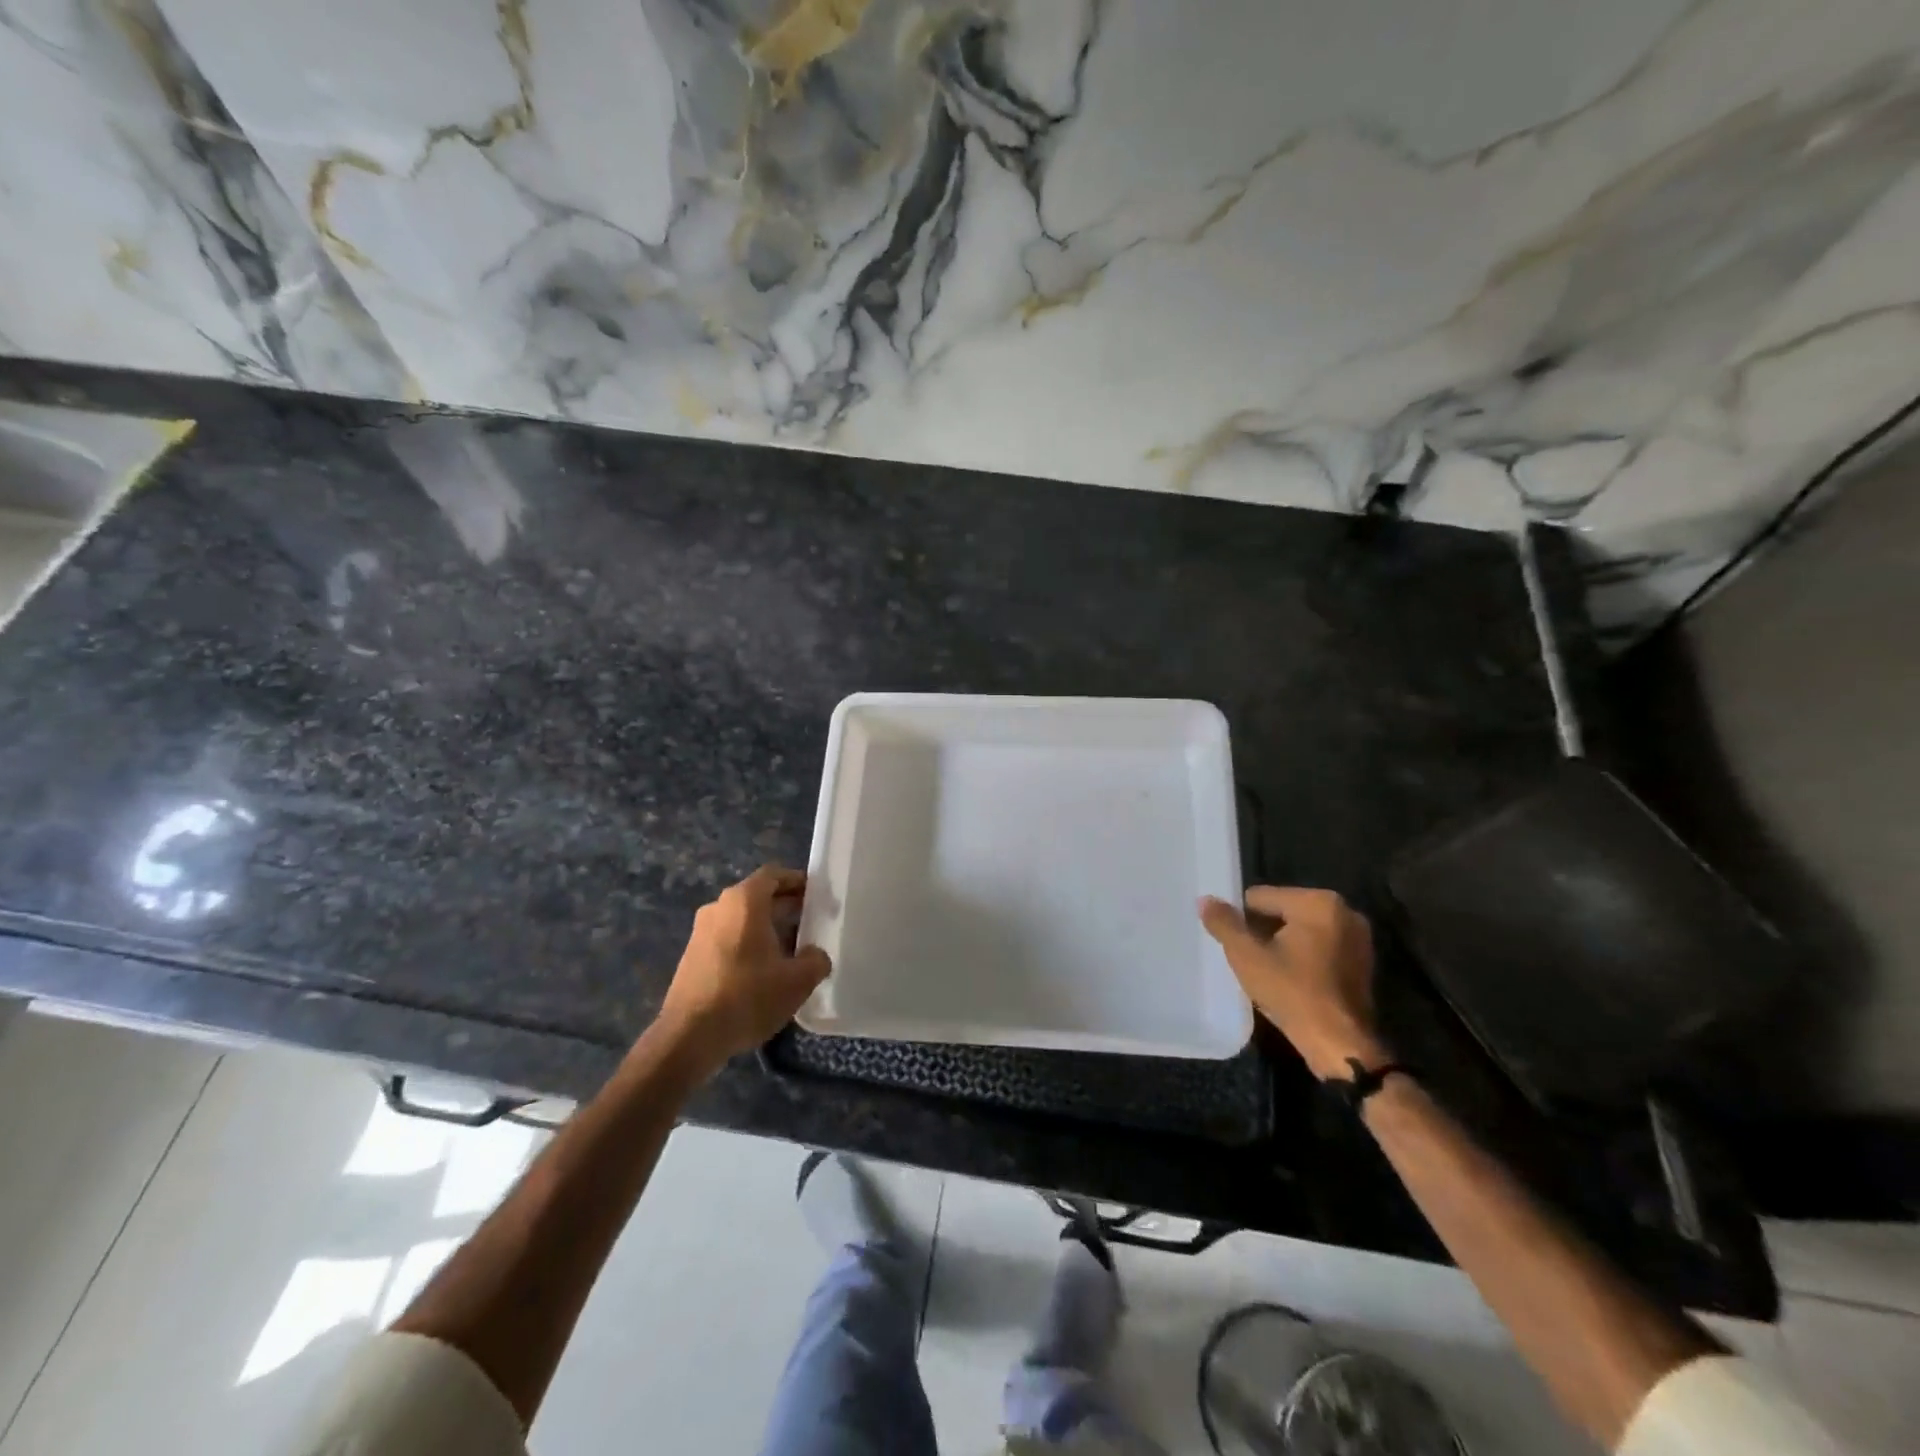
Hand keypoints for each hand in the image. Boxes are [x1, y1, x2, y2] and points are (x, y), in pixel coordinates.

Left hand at [656, 866, 830, 1077]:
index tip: (816, 895)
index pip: (773, 875)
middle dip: (785, 906)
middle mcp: (719, 907)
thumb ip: (816, 960)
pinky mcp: (692, 956)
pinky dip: (748, 944)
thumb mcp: (797, 980)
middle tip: (810, 922)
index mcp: (744, 901)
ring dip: (767, 928)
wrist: (689, 1037)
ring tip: (791, 950)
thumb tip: (815, 955)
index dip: (797, 881)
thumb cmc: (748, 996)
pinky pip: (727, 938)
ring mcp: (701, 932)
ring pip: (742, 919)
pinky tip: (763, 972)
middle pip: (757, 896)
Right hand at [1200, 886, 1386, 1078]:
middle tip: (1249, 959)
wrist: (1340, 1045)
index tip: (1235, 944)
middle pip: (1283, 912)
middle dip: (1263, 931)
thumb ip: (1224, 923)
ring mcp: (1358, 938)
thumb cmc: (1292, 993)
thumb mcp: (1247, 956)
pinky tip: (1290, 980)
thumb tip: (1205, 900)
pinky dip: (1303, 957)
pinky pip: (1320, 948)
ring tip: (1266, 971)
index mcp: (1317, 902)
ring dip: (1282, 944)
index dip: (1241, 920)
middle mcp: (1344, 912)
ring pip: (1302, 931)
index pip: (1260, 897)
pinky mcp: (1363, 963)